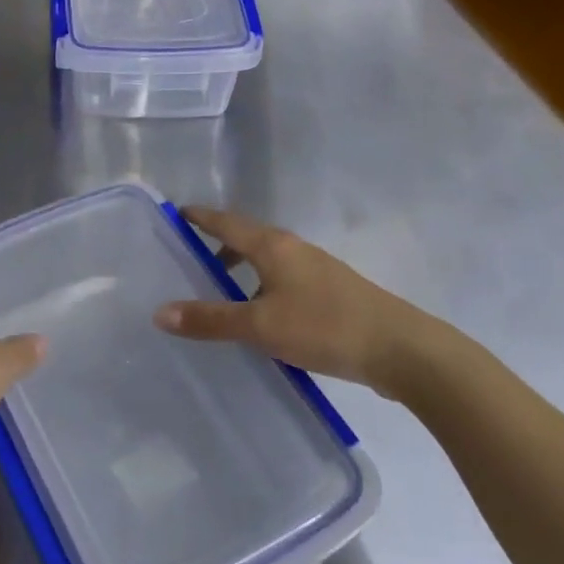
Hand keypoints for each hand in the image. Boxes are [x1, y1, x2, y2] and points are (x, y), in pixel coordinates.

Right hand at [153, 206, 450, 397]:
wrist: (404, 351)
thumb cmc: (324, 327)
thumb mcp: (259, 326)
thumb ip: (210, 319)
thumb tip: (159, 312)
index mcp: (272, 246)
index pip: (226, 222)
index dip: (201, 217)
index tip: (178, 212)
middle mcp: (294, 249)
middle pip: (247, 238)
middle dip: (219, 245)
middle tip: (191, 260)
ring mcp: (317, 270)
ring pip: (268, 261)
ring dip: (242, 270)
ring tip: (222, 293)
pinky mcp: (333, 293)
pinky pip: (284, 279)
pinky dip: (263, 287)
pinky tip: (262, 317)